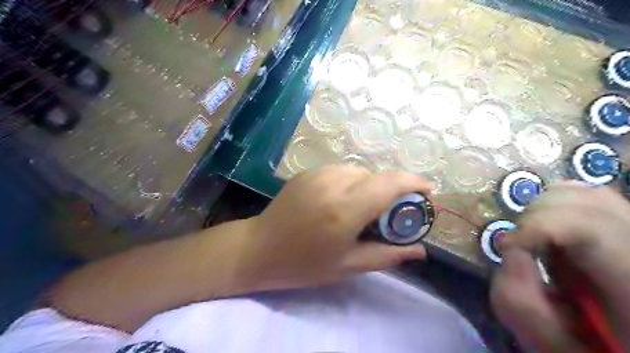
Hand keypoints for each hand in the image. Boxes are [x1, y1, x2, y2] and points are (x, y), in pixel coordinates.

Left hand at [239, 165, 430, 291]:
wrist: (259, 248)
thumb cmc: (303, 264)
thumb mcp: (348, 265)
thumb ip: (388, 255)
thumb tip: (420, 250)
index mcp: (345, 209)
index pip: (390, 183)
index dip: (414, 182)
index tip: (427, 191)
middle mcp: (333, 183)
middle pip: (376, 176)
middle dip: (390, 190)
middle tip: (388, 214)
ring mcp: (318, 174)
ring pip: (359, 171)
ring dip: (369, 186)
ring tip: (361, 209)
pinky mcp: (307, 172)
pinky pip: (341, 171)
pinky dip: (351, 182)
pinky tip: (340, 200)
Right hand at [491, 185, 628, 352]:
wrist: (626, 339)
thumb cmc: (594, 351)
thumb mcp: (549, 344)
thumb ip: (519, 303)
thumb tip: (511, 251)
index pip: (588, 227)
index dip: (537, 227)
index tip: (507, 247)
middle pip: (586, 200)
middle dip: (536, 217)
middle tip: (521, 245)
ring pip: (588, 191)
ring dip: (546, 209)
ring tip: (537, 238)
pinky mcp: (627, 226)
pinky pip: (592, 197)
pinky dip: (559, 207)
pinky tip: (554, 233)